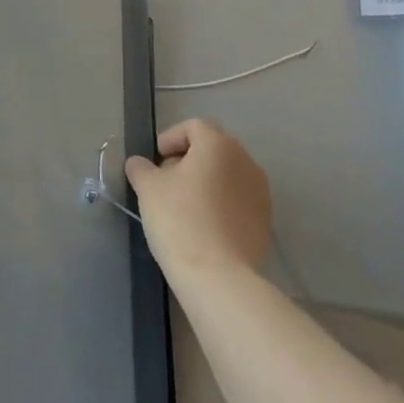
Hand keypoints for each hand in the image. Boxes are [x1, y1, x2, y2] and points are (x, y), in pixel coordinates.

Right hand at [124, 118, 271, 280]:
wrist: (218, 276)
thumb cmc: (179, 219)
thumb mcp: (148, 188)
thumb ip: (140, 168)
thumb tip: (138, 163)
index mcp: (218, 145)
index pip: (193, 127)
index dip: (170, 138)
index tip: (155, 160)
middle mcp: (245, 161)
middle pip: (213, 149)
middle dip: (188, 160)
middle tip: (165, 182)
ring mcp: (260, 192)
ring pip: (227, 175)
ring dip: (206, 182)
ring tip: (183, 206)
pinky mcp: (265, 220)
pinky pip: (238, 200)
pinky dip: (220, 204)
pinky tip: (203, 226)